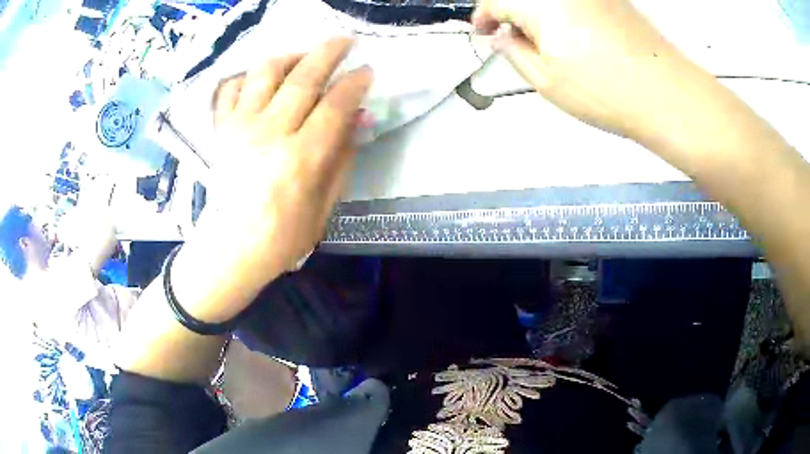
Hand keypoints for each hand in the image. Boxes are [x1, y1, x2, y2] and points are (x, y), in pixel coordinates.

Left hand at [178, 38, 371, 304]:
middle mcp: (269, 133)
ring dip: (289, 56)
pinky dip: (246, 76)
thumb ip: (343, 157)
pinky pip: (230, 89)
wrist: (231, 248)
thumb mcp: (325, 205)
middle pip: (303, 78)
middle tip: (343, 41)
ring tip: (302, 56)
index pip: (335, 105)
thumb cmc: (283, 236)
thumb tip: (359, 117)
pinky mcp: (220, 130)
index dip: (355, 83)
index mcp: (301, 158)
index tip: (366, 70)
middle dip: (328, 52)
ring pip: (265, 73)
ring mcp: (240, 128)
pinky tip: (260, 78)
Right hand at [472, 0, 680, 136]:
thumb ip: (512, 53)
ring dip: (535, 13)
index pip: (493, 1)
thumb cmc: (613, 91)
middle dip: (508, 14)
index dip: (483, 18)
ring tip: (545, 45)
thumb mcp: (545, 80)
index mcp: (538, 2)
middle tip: (509, 39)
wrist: (665, 94)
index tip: (483, 31)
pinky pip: (572, 1)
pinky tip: (571, 38)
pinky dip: (560, 12)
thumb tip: (501, 39)